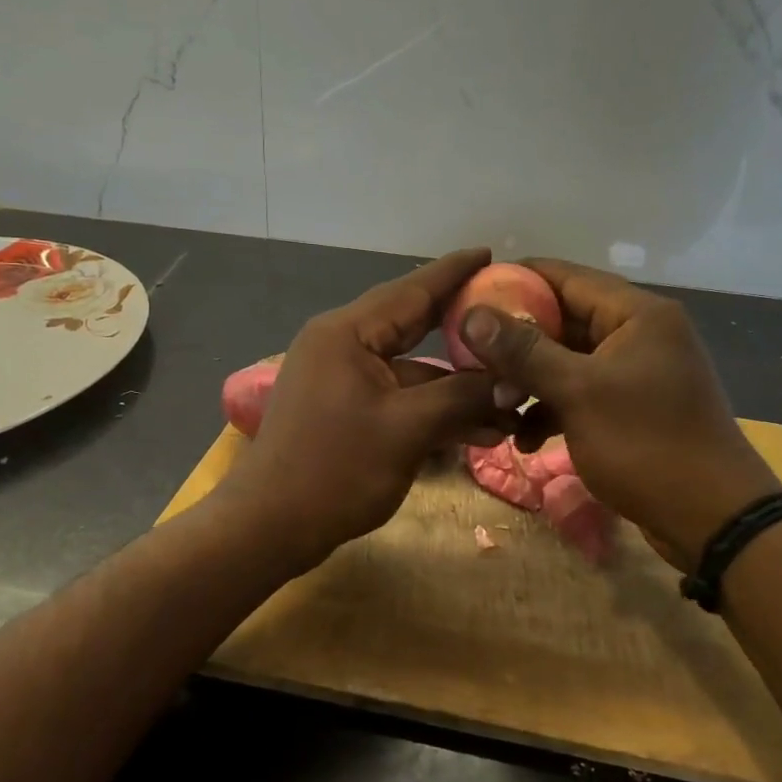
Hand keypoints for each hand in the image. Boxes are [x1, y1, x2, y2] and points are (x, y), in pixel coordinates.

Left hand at [224, 248, 506, 567]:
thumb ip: (462, 397)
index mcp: (347, 333)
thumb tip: (511, 382)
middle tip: (512, 318)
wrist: (269, 528)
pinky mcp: (345, 410)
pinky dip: (433, 410)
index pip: (411, 290)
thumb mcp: (408, 430)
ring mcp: (342, 379)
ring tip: (511, 404)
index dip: (454, 273)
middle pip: (413, 326)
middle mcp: (342, 345)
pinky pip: (398, 398)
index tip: (490, 253)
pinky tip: (478, 431)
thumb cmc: (335, 470)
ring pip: (411, 371)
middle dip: (464, 332)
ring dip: (456, 389)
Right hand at [459, 258, 781, 569]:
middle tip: (470, 359)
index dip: (514, 281)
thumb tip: (472, 315)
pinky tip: (526, 439)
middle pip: (563, 320)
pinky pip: (581, 393)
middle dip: (516, 343)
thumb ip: (524, 351)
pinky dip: (552, 409)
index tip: (468, 295)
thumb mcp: (579, 393)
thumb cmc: (646, 444)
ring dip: (530, 381)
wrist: (712, 519)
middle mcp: (638, 333)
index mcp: (636, 313)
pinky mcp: (631, 407)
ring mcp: (636, 372)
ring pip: (568, 361)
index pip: (564, 277)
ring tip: (495, 406)